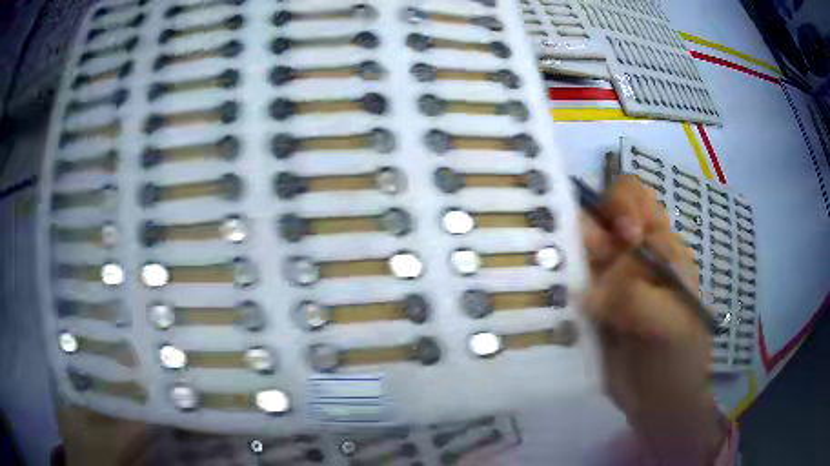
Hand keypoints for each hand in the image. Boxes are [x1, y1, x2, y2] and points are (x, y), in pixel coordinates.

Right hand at [581, 176, 724, 464]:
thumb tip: (589, 295)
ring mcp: (603, 280)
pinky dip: (554, 282)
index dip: (625, 205)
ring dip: (564, 253)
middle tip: (589, 260)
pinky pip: (563, 283)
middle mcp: (628, 255)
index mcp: (660, 246)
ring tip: (555, 274)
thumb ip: (639, 300)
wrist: (657, 399)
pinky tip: (546, 294)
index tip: (625, 237)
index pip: (636, 199)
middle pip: (598, 217)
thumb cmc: (677, 357)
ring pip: (575, 248)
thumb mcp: (673, 324)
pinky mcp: (583, 306)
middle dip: (588, 229)